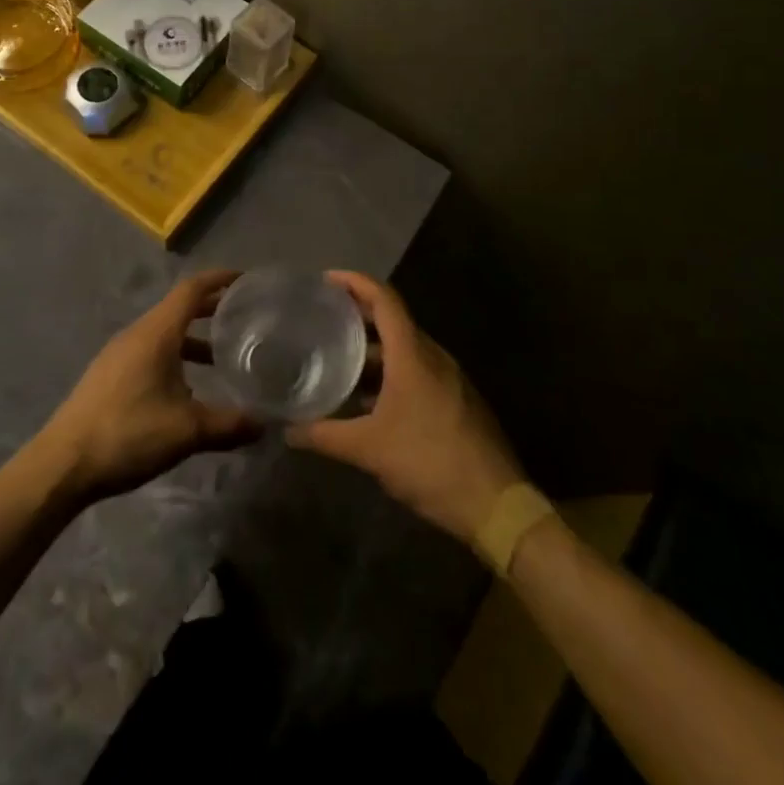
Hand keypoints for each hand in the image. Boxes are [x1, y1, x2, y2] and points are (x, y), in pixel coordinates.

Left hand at [39, 271, 261, 503]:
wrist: (64, 463)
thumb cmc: (129, 434)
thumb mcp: (187, 431)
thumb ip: (230, 424)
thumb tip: (266, 423)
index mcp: (156, 333)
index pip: (191, 290)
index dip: (218, 279)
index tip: (244, 279)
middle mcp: (137, 334)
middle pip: (178, 308)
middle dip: (210, 309)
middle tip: (242, 318)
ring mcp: (118, 354)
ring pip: (163, 333)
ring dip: (192, 338)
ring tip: (219, 359)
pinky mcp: (108, 374)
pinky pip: (149, 351)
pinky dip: (173, 356)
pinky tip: (185, 390)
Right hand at [287, 272, 524, 545]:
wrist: (496, 504)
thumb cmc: (429, 462)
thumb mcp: (369, 450)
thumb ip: (325, 435)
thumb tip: (287, 431)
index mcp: (413, 354)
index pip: (384, 299)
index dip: (355, 282)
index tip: (326, 280)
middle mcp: (433, 356)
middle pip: (393, 320)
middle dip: (358, 315)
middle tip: (323, 318)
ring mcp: (449, 378)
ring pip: (405, 348)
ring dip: (373, 349)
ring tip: (339, 359)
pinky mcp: (457, 399)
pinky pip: (418, 370)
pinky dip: (391, 372)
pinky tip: (369, 399)